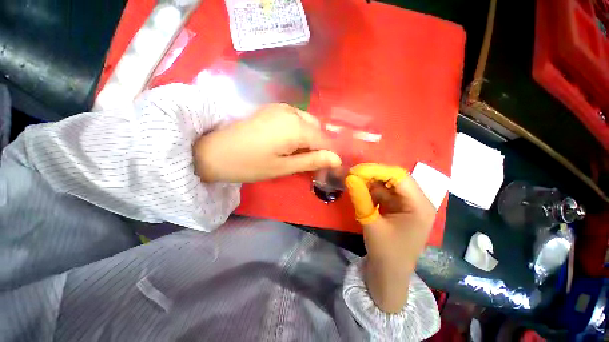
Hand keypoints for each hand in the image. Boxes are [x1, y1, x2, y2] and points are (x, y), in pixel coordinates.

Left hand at [194, 103, 341, 182]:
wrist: (214, 151)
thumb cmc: (250, 164)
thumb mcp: (283, 167)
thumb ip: (312, 161)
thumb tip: (336, 159)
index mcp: (297, 127)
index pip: (325, 141)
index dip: (330, 155)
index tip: (330, 169)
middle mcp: (293, 112)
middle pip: (318, 130)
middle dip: (320, 146)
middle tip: (312, 164)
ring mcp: (281, 107)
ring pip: (308, 123)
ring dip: (310, 139)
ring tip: (300, 155)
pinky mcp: (272, 109)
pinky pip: (296, 118)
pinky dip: (299, 131)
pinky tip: (289, 143)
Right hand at [345, 163, 435, 312]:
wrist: (390, 275)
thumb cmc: (385, 253)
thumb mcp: (371, 223)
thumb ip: (360, 198)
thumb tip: (349, 177)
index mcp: (419, 206)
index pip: (399, 177)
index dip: (376, 170)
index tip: (355, 170)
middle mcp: (418, 201)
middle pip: (395, 178)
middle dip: (373, 175)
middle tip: (352, 174)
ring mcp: (409, 204)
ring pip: (388, 184)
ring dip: (371, 182)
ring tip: (353, 181)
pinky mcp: (400, 208)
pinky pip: (385, 193)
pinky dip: (372, 190)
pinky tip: (360, 190)